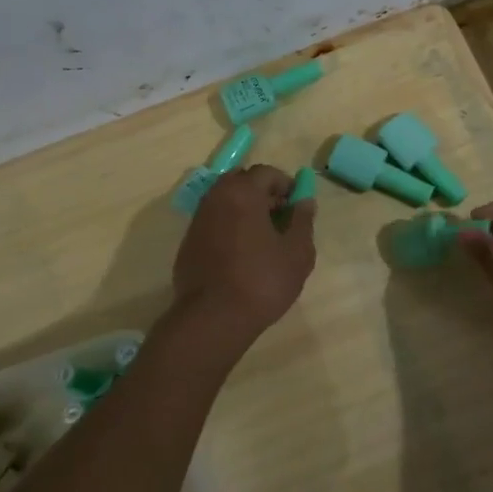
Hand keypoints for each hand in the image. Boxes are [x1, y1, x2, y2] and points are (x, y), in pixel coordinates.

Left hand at [171, 165, 315, 339]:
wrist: (213, 318)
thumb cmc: (262, 281)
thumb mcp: (297, 252)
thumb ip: (303, 220)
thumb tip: (304, 201)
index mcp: (242, 193)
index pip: (266, 172)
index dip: (285, 184)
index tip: (296, 205)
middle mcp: (215, 198)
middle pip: (241, 181)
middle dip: (262, 193)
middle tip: (279, 217)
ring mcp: (198, 220)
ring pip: (224, 201)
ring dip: (244, 209)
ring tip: (262, 238)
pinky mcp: (188, 243)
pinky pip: (213, 222)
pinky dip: (228, 227)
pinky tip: (240, 254)